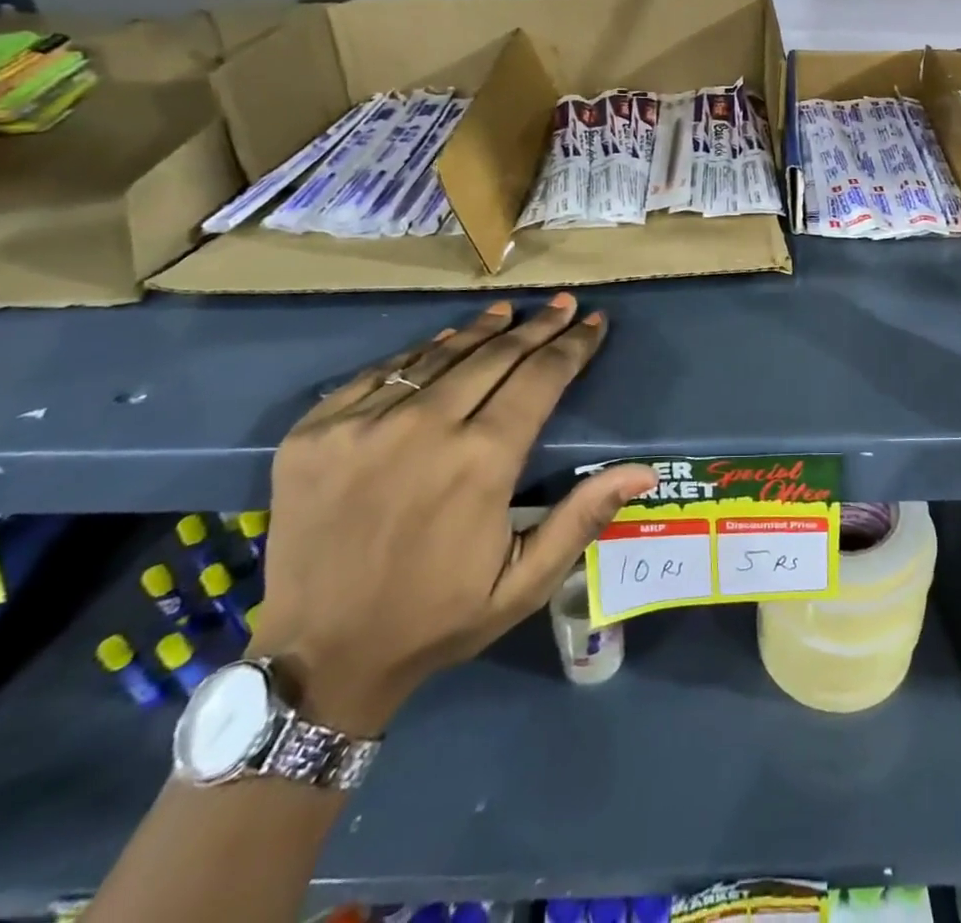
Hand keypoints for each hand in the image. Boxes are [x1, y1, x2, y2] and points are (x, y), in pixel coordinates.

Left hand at [246, 294, 653, 734]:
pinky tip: (442, 344)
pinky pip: (381, 373)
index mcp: (481, 462)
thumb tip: (644, 471)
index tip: (592, 322)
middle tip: (562, 304)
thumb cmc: (436, 618)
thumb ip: (583, 518)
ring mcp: (362, 425)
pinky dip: (419, 354)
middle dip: (536, 327)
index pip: (540, 379)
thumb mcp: (524, 583)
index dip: (572, 346)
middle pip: (494, 356)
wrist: (317, 656)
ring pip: (438, 356)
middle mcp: (423, 428)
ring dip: (481, 330)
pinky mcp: (317, 430)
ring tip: (508, 310)